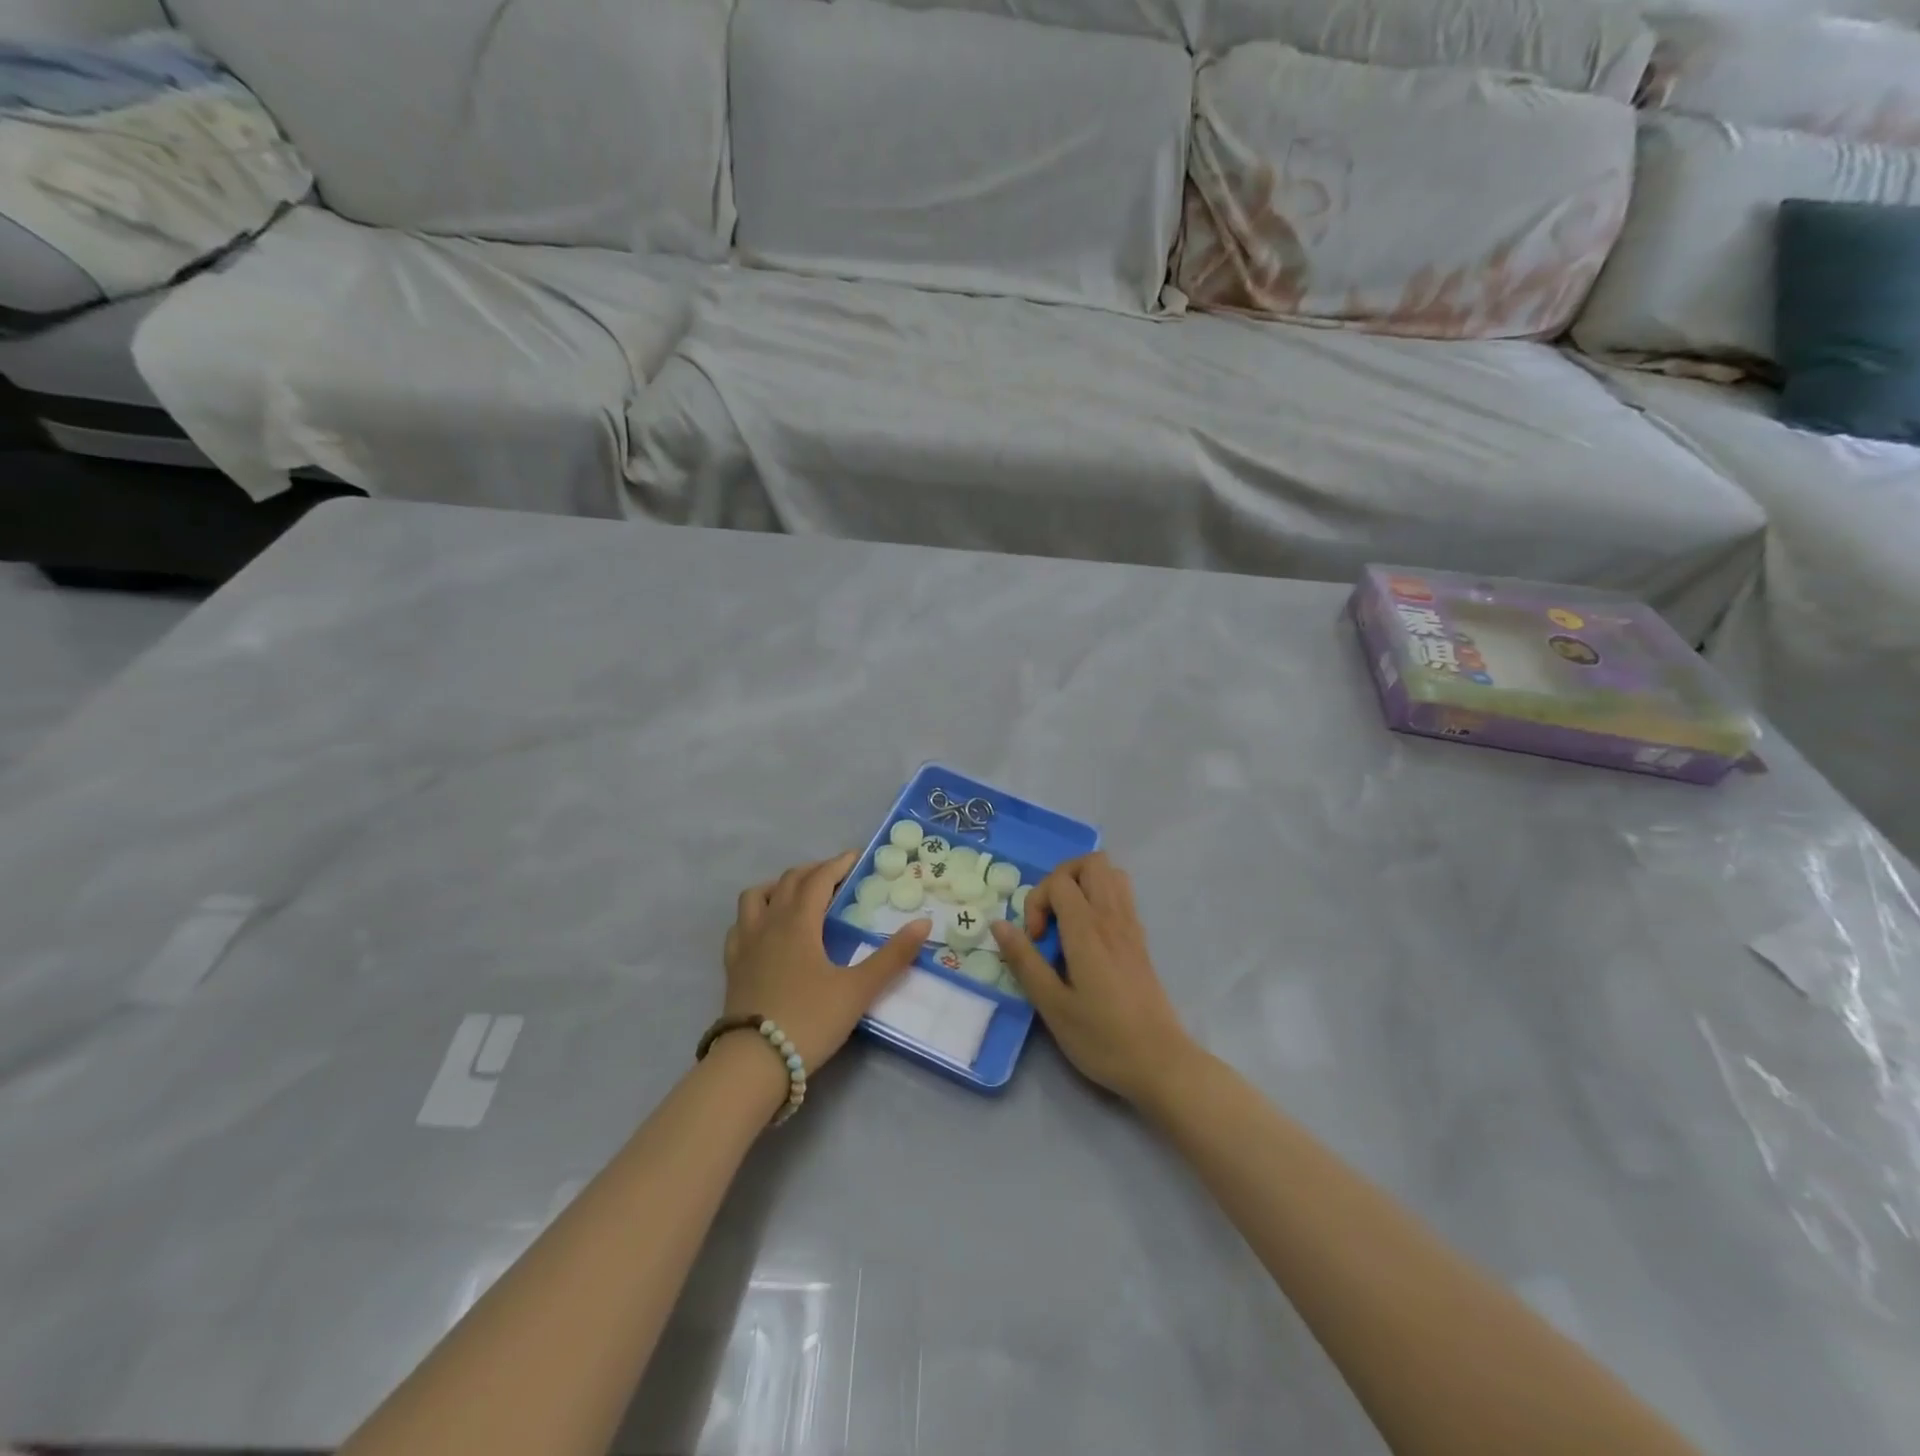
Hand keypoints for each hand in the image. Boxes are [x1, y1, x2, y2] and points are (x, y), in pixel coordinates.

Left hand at [724, 852, 931, 1071]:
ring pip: (755, 897)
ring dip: (778, 886)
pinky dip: (755, 914)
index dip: (839, 864)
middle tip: (836, 876)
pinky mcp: (732, 966)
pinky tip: (766, 929)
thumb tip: (923, 923)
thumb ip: (892, 956)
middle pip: (788, 881)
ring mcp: (745, 944)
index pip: (819, 879)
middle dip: (814, 871)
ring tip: (797, 894)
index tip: (857, 857)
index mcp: (799, 922)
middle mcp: (769, 923)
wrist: (753, 1063)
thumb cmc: (809, 1020)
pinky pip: (739, 925)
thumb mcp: (858, 990)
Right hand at [991, 852, 1193, 1104]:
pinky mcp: (1141, 940)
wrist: (1161, 1063)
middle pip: (1091, 862)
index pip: (1059, 881)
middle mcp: (1112, 918)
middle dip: (1061, 878)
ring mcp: (1131, 926)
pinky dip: (1101, 898)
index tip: (1034, 940)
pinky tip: (1088, 935)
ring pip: (1111, 873)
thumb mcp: (1052, 1006)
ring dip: (1083, 884)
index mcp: (1087, 931)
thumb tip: (998, 924)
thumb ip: (1024, 961)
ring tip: (1067, 919)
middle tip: (1049, 916)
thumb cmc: (1102, 1039)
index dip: (1037, 901)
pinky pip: (1122, 895)